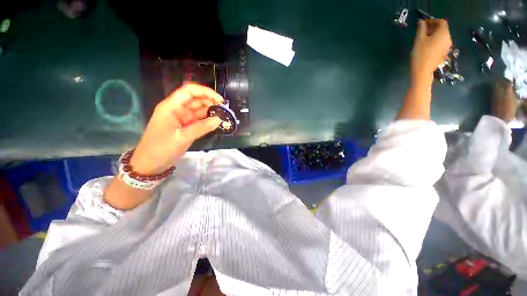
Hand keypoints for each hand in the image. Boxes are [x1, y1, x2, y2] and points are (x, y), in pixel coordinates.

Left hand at [129, 84, 223, 174]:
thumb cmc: (161, 149)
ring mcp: (182, 118)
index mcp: (171, 106)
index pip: (189, 91)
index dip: (205, 92)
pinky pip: (199, 120)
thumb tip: (219, 119)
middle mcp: (177, 109)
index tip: (220, 100)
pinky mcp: (186, 126)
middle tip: (225, 109)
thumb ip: (202, 128)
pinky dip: (207, 120)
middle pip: (195, 99)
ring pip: (198, 109)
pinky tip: (216, 122)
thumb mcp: (182, 138)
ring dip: (210, 110)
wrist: (150, 164)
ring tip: (223, 115)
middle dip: (210, 101)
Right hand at [411, 19, 452, 77]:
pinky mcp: (444, 53)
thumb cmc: (420, 54)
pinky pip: (441, 44)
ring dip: (434, 35)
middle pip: (443, 29)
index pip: (441, 22)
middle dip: (434, 28)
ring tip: (424, 39)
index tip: (424, 24)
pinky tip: (428, 46)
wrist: (423, 71)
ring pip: (442, 37)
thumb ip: (421, 29)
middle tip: (423, 31)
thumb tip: (421, 22)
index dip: (433, 21)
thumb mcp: (419, 40)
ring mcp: (447, 47)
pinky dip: (436, 42)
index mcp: (443, 33)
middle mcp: (448, 38)